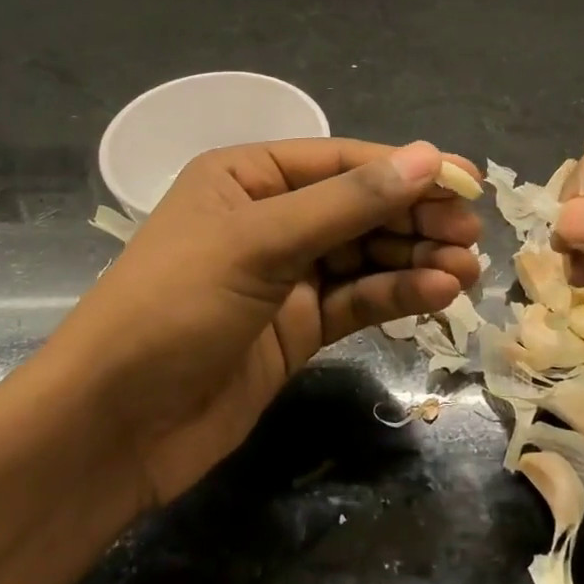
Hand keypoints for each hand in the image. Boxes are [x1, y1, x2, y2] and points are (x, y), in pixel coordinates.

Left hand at [68, 139, 482, 507]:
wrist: (112, 428)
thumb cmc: (174, 308)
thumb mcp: (260, 243)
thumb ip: (347, 203)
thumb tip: (428, 156)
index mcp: (248, 176)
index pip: (342, 161)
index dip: (406, 169)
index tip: (468, 183)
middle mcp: (270, 218)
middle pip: (359, 207)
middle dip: (415, 218)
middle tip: (471, 234)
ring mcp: (285, 275)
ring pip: (365, 255)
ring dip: (415, 259)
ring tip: (466, 270)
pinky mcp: (298, 328)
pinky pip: (357, 299)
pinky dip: (397, 295)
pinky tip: (437, 294)